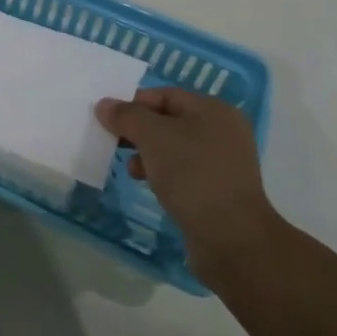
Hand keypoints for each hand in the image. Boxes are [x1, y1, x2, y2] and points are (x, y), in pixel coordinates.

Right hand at [95, 86, 278, 281]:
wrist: (232, 240)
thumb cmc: (193, 175)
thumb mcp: (153, 137)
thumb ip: (126, 116)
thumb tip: (105, 105)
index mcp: (214, 110)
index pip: (165, 95)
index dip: (134, 103)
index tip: (108, 120)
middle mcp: (223, 131)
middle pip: (169, 121)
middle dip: (139, 130)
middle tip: (114, 142)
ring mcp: (224, 163)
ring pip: (174, 148)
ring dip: (148, 154)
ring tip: (130, 169)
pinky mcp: (219, 191)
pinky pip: (184, 172)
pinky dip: (163, 173)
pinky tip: (148, 184)